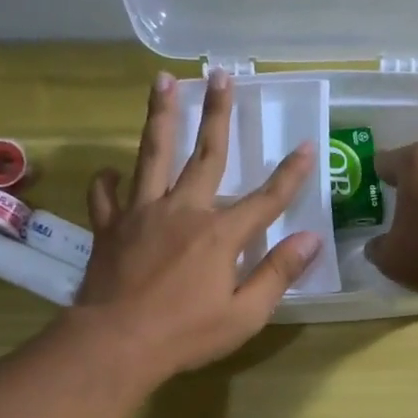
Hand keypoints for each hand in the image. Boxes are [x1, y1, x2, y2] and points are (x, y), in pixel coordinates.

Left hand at [75, 70, 320, 375]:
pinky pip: (106, 196)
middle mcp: (182, 211)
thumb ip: (278, 274)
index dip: (290, 174)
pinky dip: (108, 181)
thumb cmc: (186, 335)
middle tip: (220, 74)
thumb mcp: (245, 315)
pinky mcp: (110, 227)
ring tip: (162, 81)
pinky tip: (110, 171)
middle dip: (218, 114)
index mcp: (220, 234)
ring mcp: (141, 214)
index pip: (265, 199)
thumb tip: (311, 239)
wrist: (116, 344)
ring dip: (161, 116)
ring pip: (153, 155)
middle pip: (206, 155)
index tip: (307, 146)